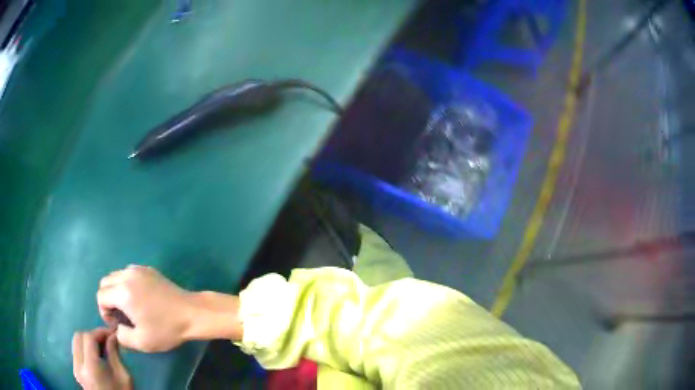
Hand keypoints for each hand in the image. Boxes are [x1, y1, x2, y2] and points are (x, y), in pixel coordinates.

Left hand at [72, 328, 131, 389]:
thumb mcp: (123, 377)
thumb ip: (115, 354)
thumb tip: (112, 336)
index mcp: (91, 369)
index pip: (89, 338)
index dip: (100, 332)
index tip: (112, 332)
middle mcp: (79, 366)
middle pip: (79, 336)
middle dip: (93, 335)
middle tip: (107, 339)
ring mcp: (75, 369)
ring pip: (76, 342)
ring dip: (88, 340)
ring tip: (102, 347)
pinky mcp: (76, 371)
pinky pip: (77, 351)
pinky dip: (85, 348)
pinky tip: (97, 355)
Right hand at [97, 265, 195, 351]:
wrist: (191, 313)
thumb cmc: (166, 329)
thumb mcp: (142, 342)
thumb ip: (122, 337)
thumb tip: (116, 329)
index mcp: (122, 292)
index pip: (101, 296)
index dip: (104, 311)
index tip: (117, 323)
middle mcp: (127, 275)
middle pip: (105, 282)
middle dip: (108, 299)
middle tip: (120, 315)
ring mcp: (138, 269)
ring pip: (115, 275)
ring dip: (116, 290)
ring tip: (128, 307)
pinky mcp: (148, 269)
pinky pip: (128, 272)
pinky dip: (126, 283)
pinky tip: (139, 297)